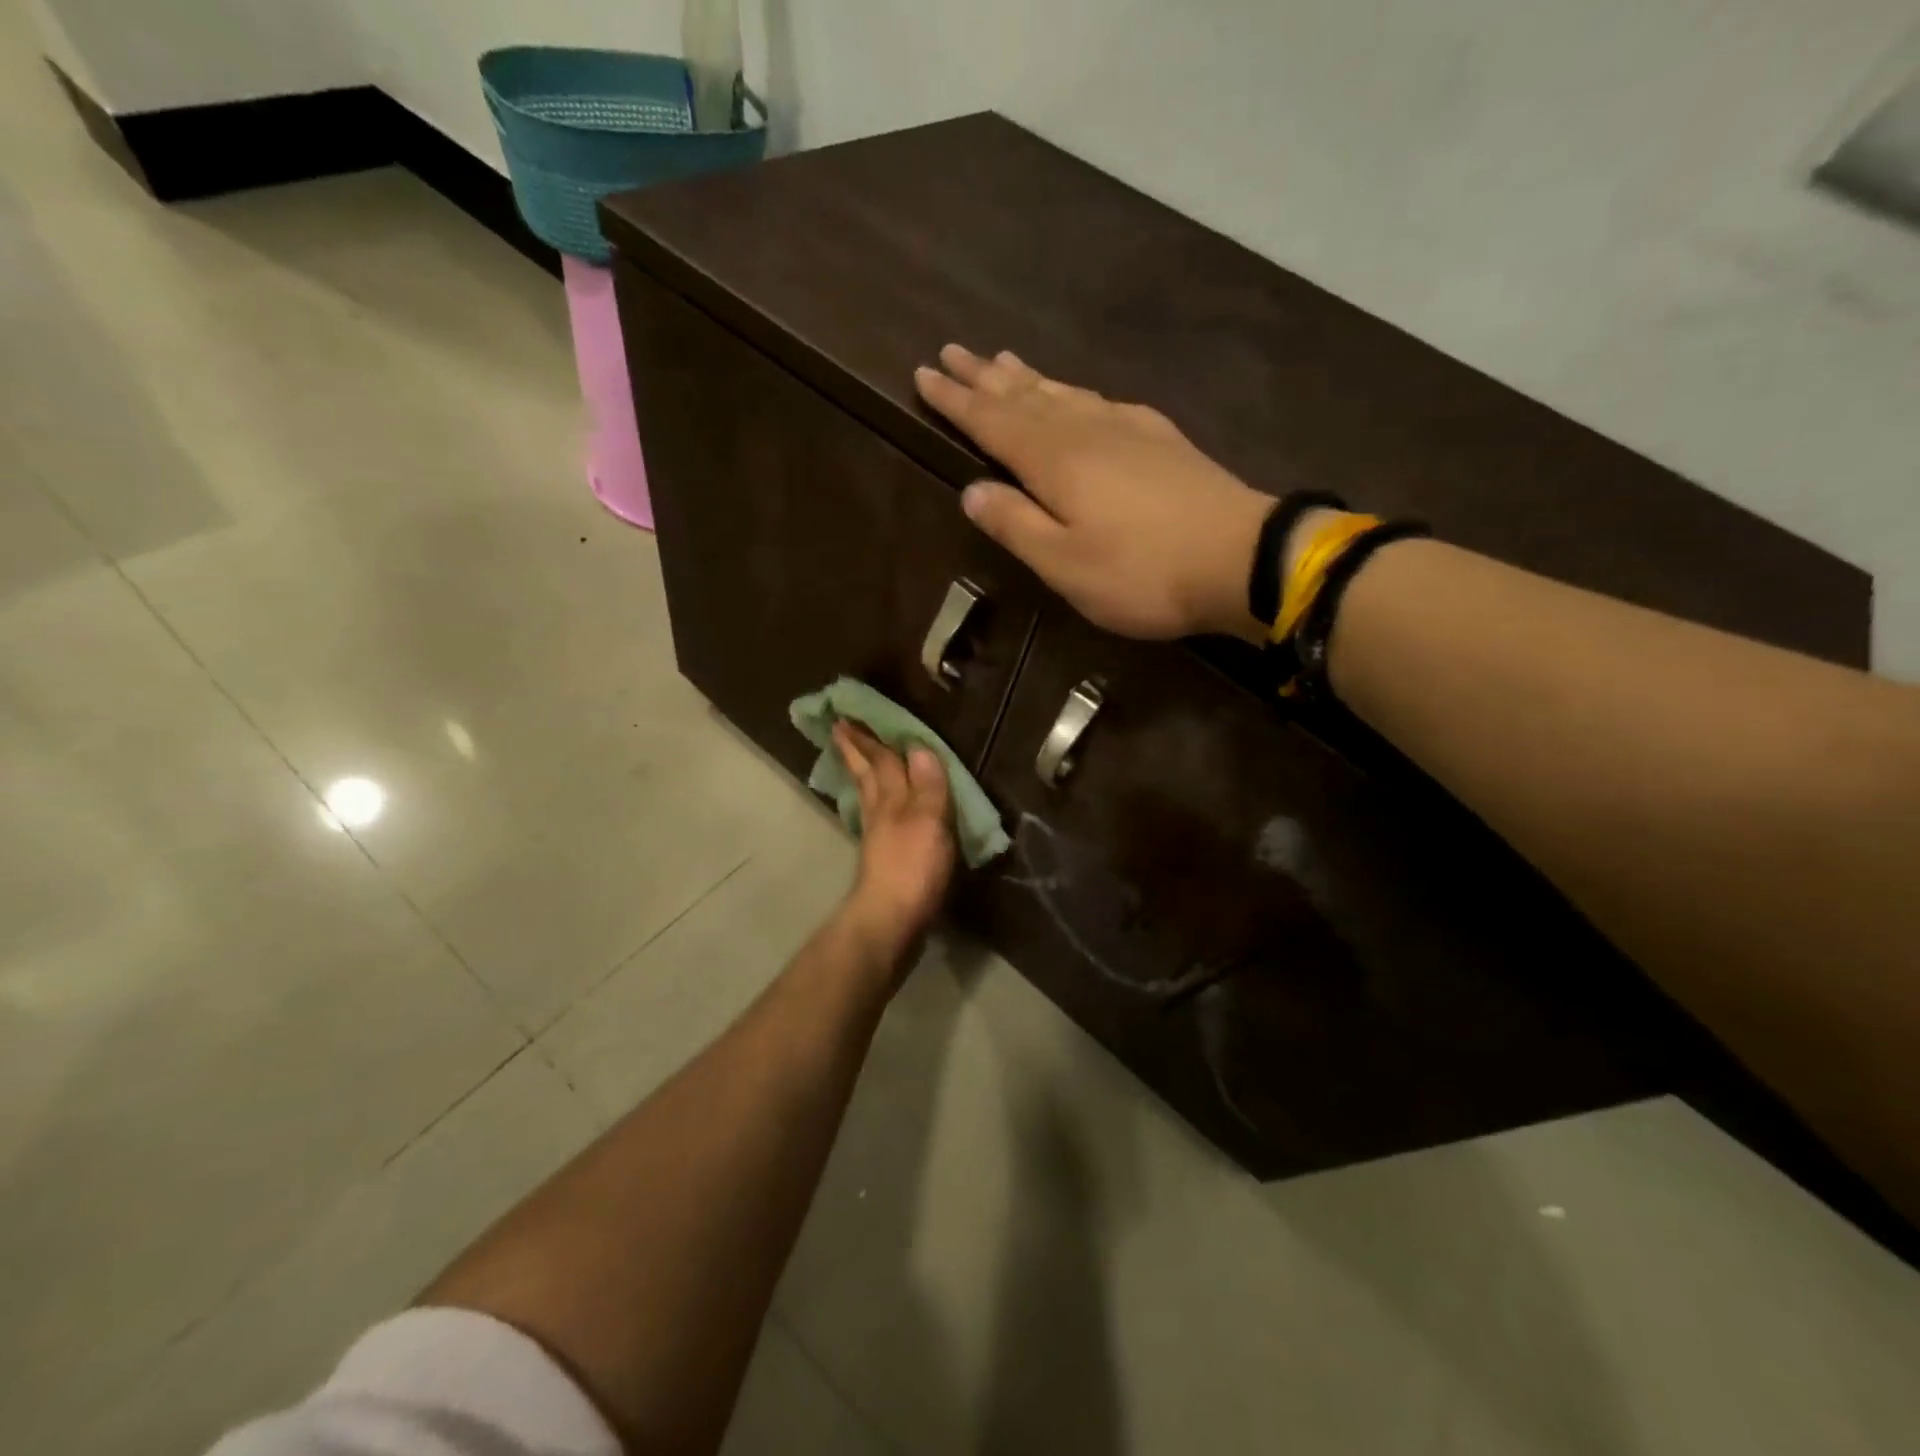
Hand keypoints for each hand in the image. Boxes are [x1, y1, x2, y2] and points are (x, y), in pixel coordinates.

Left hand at [832, 722, 956, 966]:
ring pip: (868, 795)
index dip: (869, 738)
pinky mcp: (881, 860)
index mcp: (893, 799)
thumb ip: (927, 785)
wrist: (889, 921)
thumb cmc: (913, 869)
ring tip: (855, 760)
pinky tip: (876, 809)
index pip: (882, 760)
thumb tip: (919, 745)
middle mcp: (880, 812)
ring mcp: (878, 837)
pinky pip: (875, 818)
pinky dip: (874, 803)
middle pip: (868, 774)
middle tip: (839, 729)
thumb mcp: (929, 822)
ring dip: (862, 773)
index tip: (848, 716)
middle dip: (856, 751)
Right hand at [915, 345, 1272, 641]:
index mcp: (1055, 460)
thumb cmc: (1142, 572)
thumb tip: (972, 492)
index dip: (956, 400)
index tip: (924, 374)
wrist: (1240, 558)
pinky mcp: (1160, 439)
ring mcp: (1128, 429)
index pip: (992, 421)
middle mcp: (1086, 430)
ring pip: (1063, 393)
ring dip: (1028, 377)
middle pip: (1025, 396)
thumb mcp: (1065, 564)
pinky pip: (1100, 401)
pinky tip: (1077, 394)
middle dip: (985, 376)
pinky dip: (1074, 392)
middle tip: (953, 352)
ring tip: (1002, 359)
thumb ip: (1016, 525)